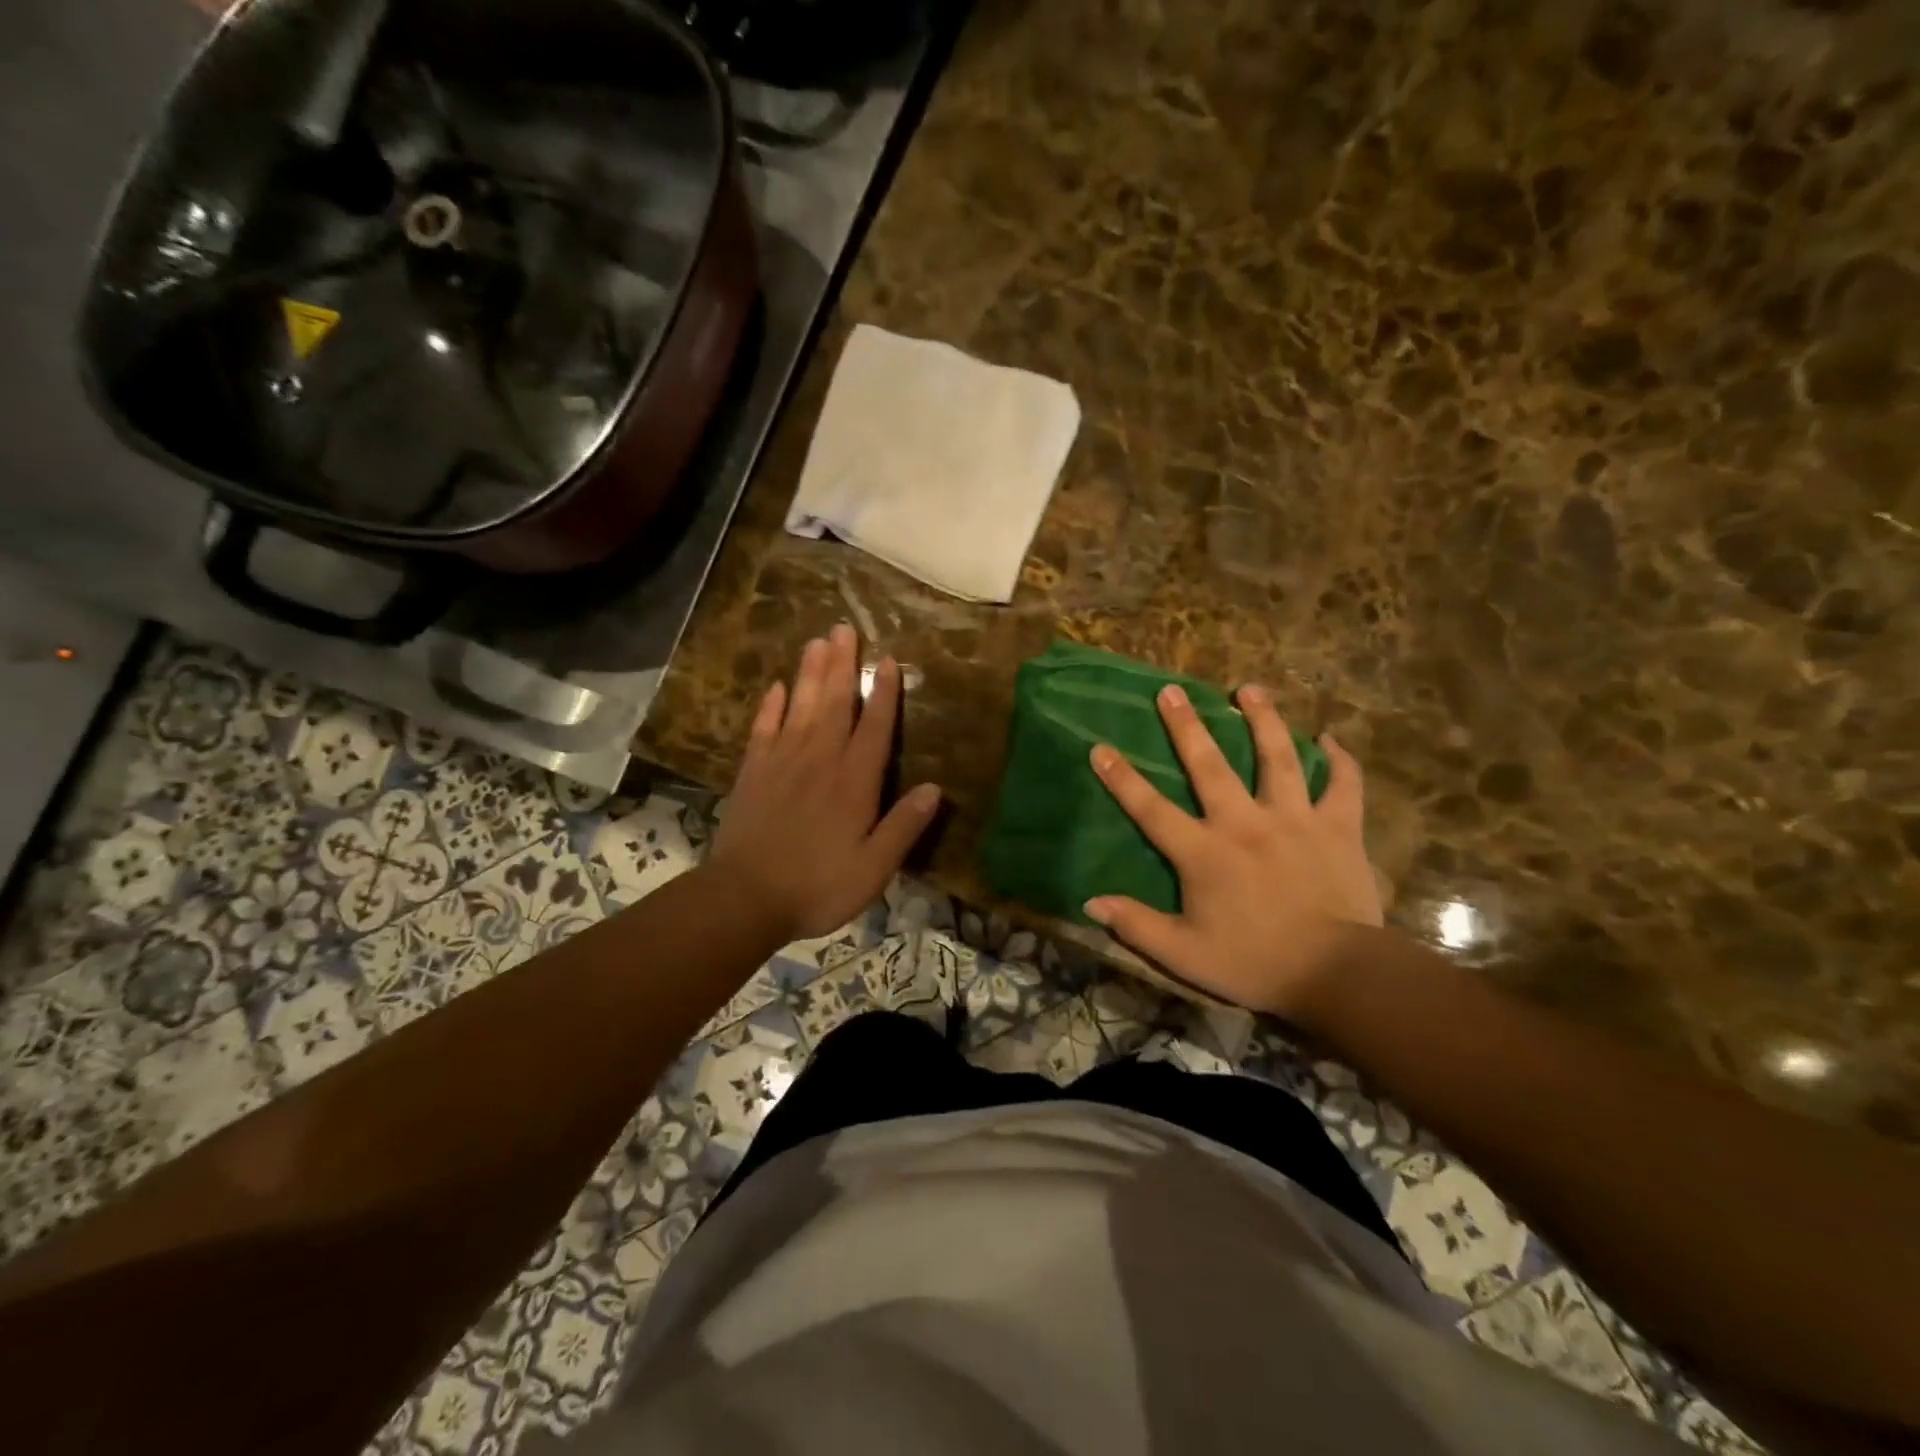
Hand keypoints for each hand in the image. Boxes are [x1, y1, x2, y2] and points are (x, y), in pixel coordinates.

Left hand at [707, 625, 941, 944]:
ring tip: (817, 641)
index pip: (874, 726)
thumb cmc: (817, 885)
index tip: (889, 660)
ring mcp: (782, 762)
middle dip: (843, 665)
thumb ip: (904, 826)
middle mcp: (820, 760)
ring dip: (810, 673)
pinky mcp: (753, 772)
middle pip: (834, 703)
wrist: (744, 898)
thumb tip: (934, 789)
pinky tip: (775, 687)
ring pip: (800, 706)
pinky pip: (763, 728)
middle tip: (845, 629)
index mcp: (854, 781)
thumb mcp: (873, 868)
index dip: (883, 693)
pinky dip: (770, 706)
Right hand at [1084, 683, 1381, 1015]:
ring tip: (1249, 688)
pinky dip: (1339, 761)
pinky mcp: (1338, 828)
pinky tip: (1330, 738)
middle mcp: (1244, 823)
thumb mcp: (1184, 954)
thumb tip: (1090, 904)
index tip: (1100, 747)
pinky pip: (1343, 785)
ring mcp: (1294, 820)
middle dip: (1186, 726)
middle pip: (1209, 765)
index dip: (1121, 778)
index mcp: (1204, 852)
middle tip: (1171, 690)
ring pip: (1277, 758)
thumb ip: (1136, 925)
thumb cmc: (1254, 963)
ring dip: (1263, 719)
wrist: (1336, 974)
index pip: (1151, 809)